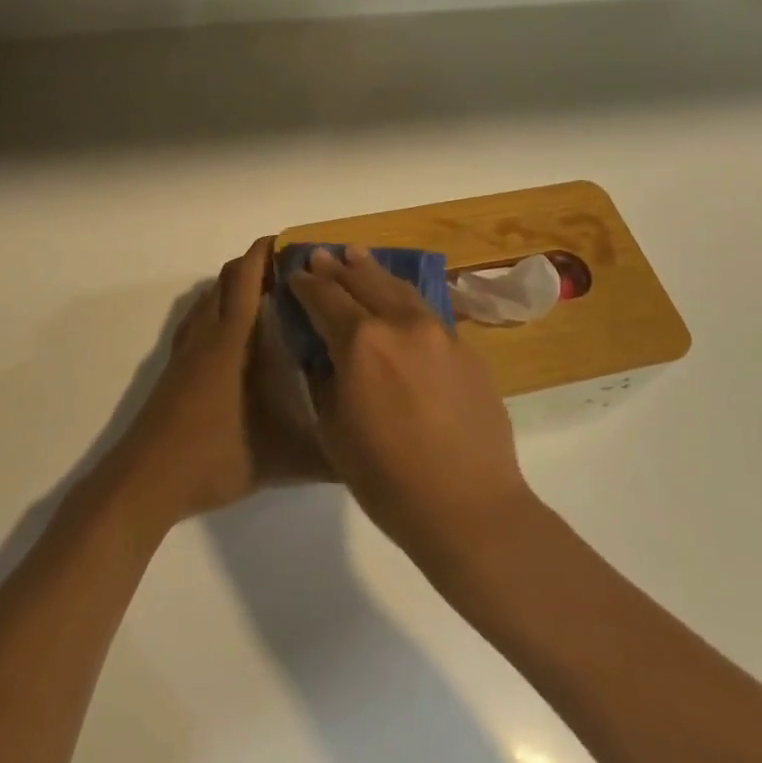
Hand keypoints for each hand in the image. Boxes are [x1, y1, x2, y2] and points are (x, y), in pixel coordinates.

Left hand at [105, 238, 327, 529]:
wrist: (146, 481)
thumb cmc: (215, 457)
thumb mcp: (281, 460)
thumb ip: (328, 456)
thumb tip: (368, 453)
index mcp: (234, 339)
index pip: (248, 276)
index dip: (267, 251)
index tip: (297, 243)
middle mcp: (208, 332)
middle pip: (229, 278)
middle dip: (258, 264)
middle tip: (296, 273)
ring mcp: (187, 348)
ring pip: (211, 297)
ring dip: (237, 286)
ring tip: (272, 299)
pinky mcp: (175, 366)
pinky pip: (199, 319)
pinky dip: (219, 309)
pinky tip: (237, 337)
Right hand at [288, 246, 533, 559]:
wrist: (468, 507)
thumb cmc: (387, 478)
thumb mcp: (334, 429)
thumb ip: (325, 379)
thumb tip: (324, 353)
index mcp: (361, 341)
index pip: (324, 298)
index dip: (305, 284)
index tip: (293, 275)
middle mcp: (400, 323)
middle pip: (363, 281)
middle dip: (337, 268)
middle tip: (320, 256)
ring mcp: (439, 332)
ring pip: (399, 288)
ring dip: (373, 271)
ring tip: (357, 257)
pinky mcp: (465, 349)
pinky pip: (427, 311)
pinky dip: (403, 297)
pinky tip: (398, 299)